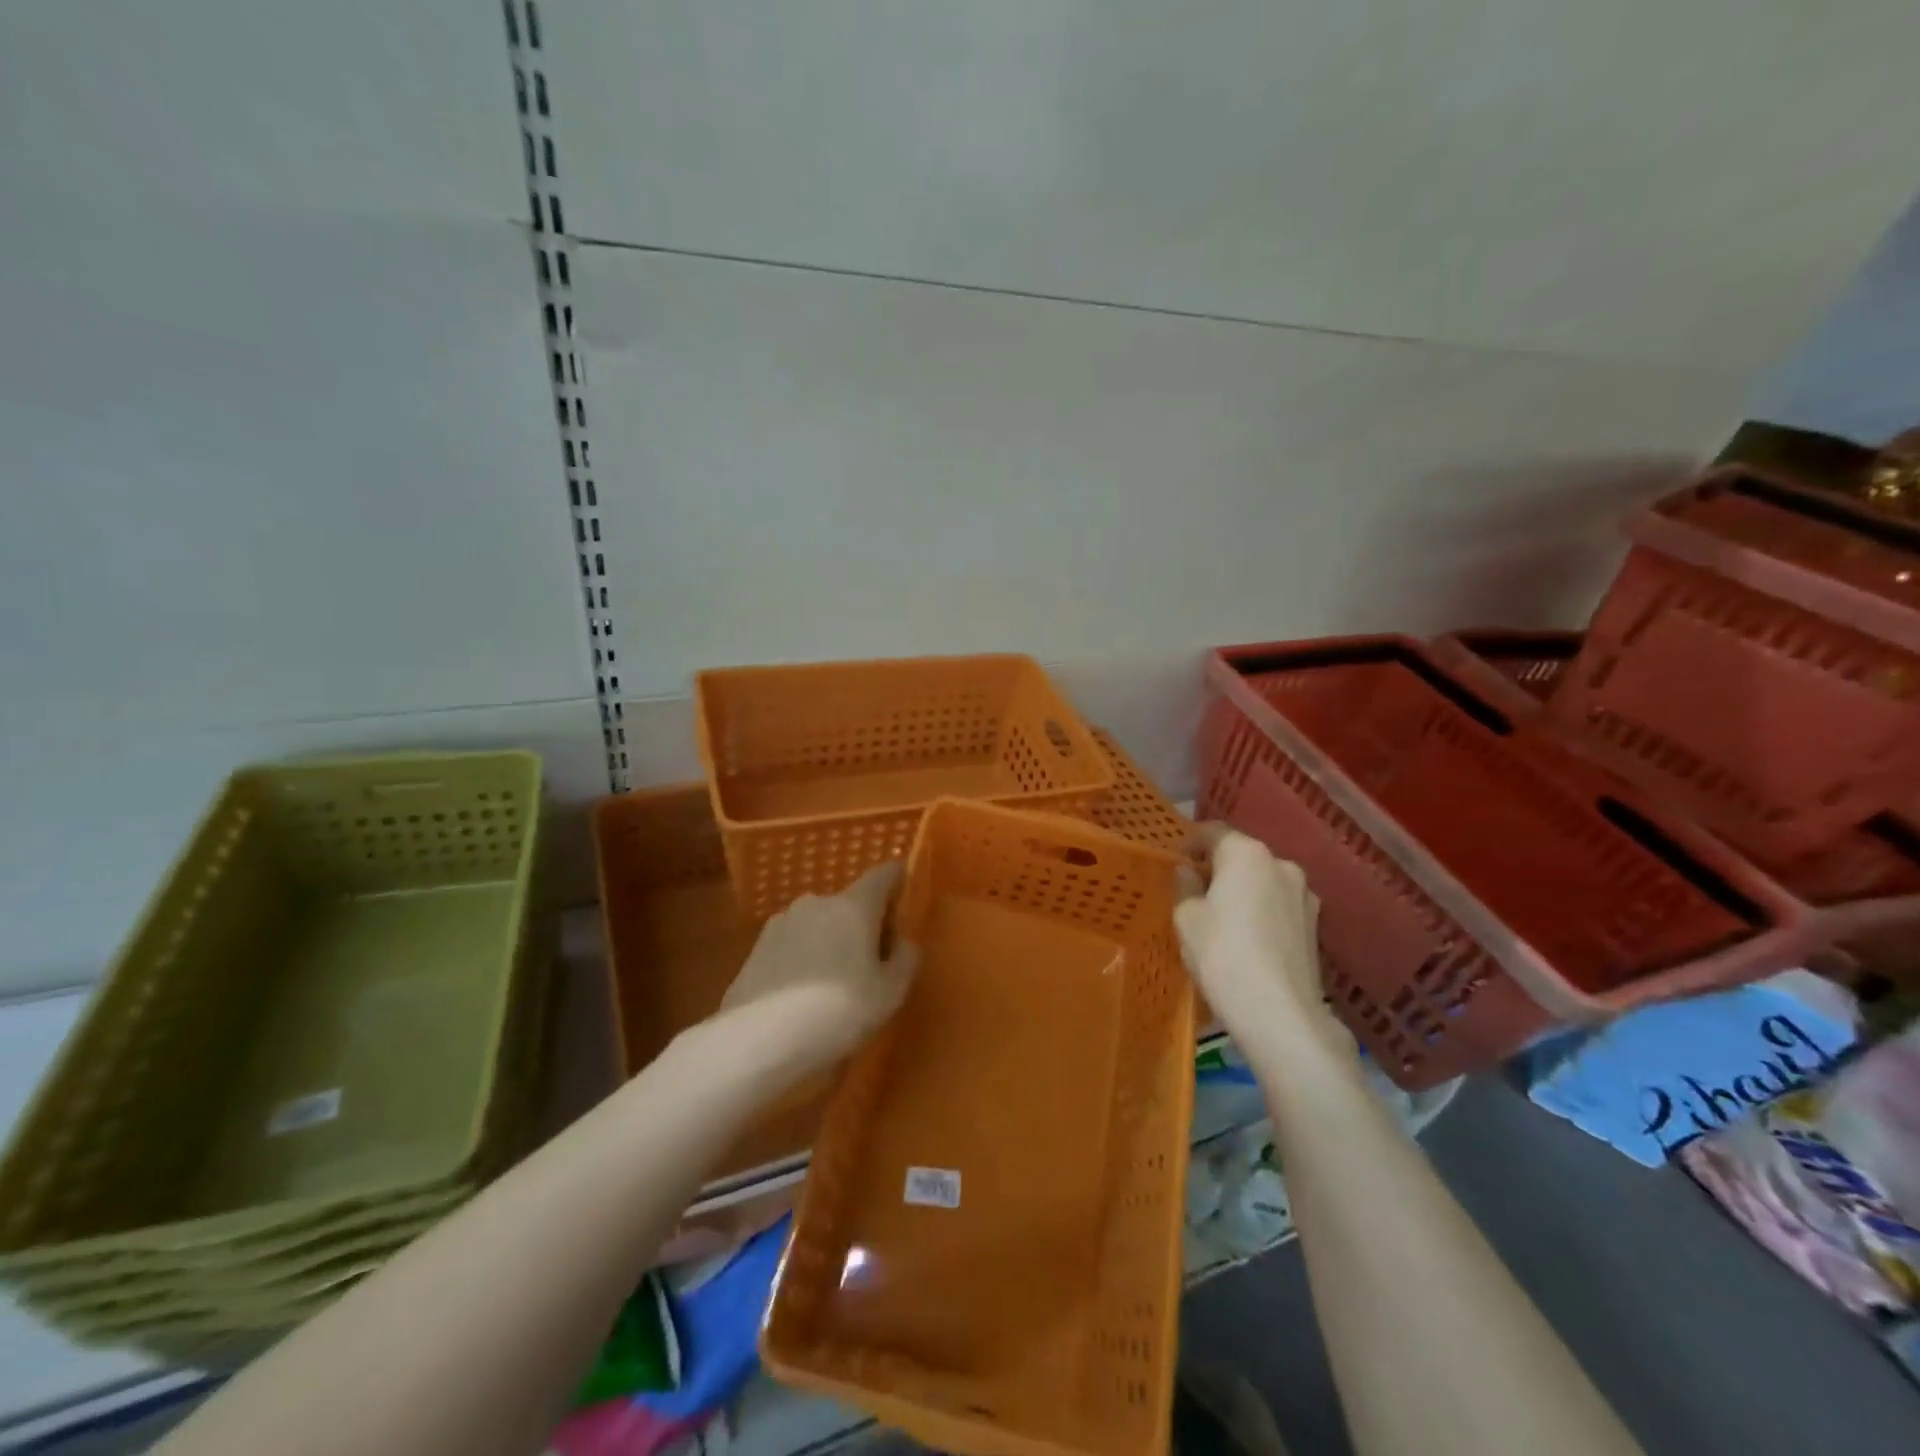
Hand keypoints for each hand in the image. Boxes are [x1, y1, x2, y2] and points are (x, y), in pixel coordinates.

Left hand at [719, 862, 920, 1072]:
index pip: (884, 874)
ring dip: (831, 941)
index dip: (898, 880)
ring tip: (835, 984)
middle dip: (864, 924)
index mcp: (854, 905)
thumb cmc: (837, 1011)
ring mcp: (781, 922)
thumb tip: (902, 941)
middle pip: (851, 903)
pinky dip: (804, 959)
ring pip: (820, 924)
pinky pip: (794, 945)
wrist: (756, 1041)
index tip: (905, 898)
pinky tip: (803, 996)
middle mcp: (817, 902)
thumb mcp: (890, 993)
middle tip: (874, 961)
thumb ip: (905, 959)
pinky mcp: (756, 948)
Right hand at [1175, 825, 1351, 1056]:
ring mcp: (1304, 895)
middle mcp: (1280, 864)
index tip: (1176, 859)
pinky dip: (1260, 911)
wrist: (1280, 1013)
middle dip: (1218, 867)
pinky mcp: (1315, 925)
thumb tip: (1189, 872)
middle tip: (1194, 890)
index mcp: (1246, 853)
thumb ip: (1185, 886)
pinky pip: (1277, 906)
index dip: (1190, 842)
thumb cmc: (1222, 954)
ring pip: (1263, 881)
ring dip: (1242, 890)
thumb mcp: (1186, 917)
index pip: (1212, 832)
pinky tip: (1246, 937)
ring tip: (1221, 917)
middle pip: (1241, 855)